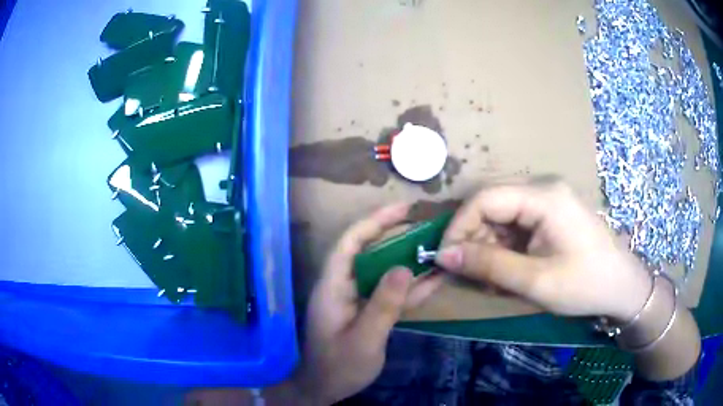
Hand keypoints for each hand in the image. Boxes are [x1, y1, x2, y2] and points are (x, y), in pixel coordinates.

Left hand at [295, 203, 443, 403]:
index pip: (350, 242)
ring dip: (409, 261)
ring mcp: (355, 299)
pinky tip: (435, 280)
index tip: (403, 209)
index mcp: (333, 287)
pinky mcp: (366, 311)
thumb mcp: (364, 339)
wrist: (324, 389)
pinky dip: (411, 287)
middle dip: (395, 235)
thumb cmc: (338, 367)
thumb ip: (384, 305)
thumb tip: (405, 267)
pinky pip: (389, 293)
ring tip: (437, 248)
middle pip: (368, 251)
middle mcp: (342, 286)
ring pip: (383, 272)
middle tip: (425, 225)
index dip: (374, 221)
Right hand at [434, 179, 651, 320]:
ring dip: (488, 247)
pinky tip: (508, 272)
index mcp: (544, 196)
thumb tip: (444, 256)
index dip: (459, 227)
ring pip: (500, 216)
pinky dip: (504, 249)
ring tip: (491, 280)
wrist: (622, 287)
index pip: (484, 197)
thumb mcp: (536, 281)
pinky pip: (515, 225)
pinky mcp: (551, 214)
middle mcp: (543, 189)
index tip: (446, 260)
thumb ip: (490, 266)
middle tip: (470, 275)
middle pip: (491, 204)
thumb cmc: (586, 285)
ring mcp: (548, 200)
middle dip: (474, 240)